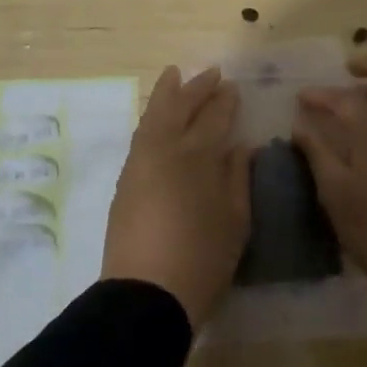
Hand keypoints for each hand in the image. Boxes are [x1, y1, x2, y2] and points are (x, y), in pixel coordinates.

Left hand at [102, 66, 250, 330]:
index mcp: (198, 157)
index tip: (232, 86)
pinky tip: (157, 117)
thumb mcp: (235, 220)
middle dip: (196, 88)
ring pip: (153, 116)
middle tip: (210, 72)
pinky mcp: (126, 180)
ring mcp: (140, 163)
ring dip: (166, 94)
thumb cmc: (202, 259)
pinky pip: (141, 134)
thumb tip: (240, 147)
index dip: (224, 101)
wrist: (146, 294)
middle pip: (179, 107)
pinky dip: (151, 117)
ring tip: (174, 76)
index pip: (214, 118)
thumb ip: (238, 178)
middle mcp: (166, 150)